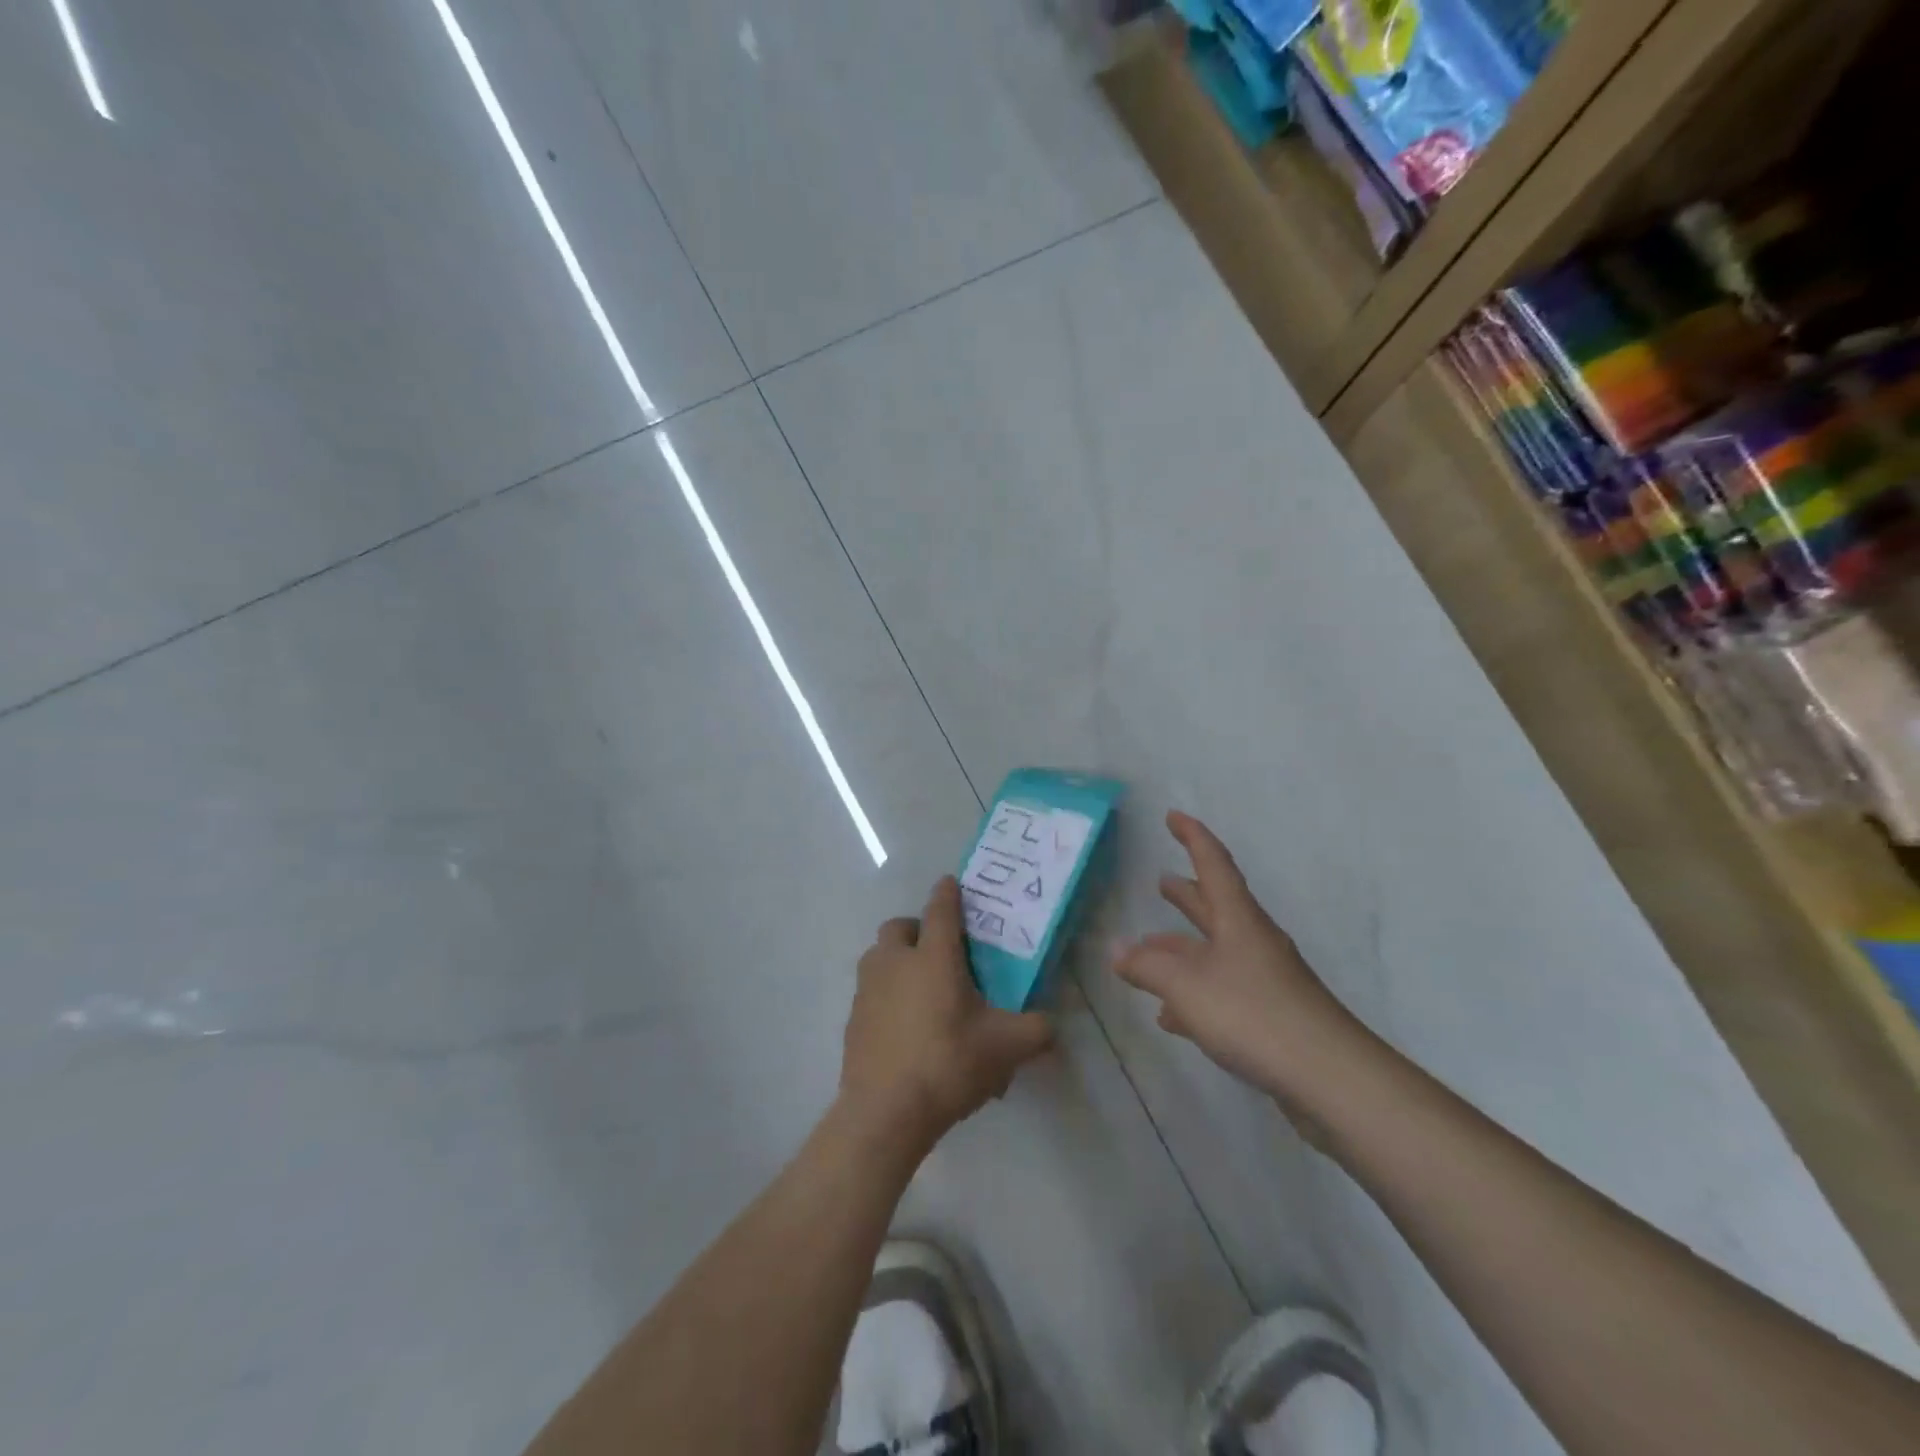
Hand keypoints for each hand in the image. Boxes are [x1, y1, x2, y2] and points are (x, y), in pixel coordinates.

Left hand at [840, 877, 1054, 1153]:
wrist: (885, 1111)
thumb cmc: (948, 1064)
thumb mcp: (1006, 1048)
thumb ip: (1036, 1030)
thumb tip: (1052, 1025)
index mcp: (933, 957)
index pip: (940, 909)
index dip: (948, 893)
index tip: (951, 883)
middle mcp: (895, 962)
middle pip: (900, 927)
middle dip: (918, 929)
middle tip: (940, 953)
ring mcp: (868, 989)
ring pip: (880, 957)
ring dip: (898, 960)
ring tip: (922, 989)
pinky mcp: (853, 1018)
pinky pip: (871, 992)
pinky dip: (886, 996)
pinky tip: (905, 1027)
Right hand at [1112, 812, 1367, 1102]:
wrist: (1330, 1079)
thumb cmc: (1253, 1015)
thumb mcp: (1187, 986)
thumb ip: (1147, 966)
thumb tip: (1117, 948)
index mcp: (1238, 920)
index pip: (1213, 864)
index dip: (1192, 837)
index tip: (1173, 816)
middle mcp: (1253, 942)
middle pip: (1215, 907)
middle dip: (1187, 895)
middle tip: (1162, 882)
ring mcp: (1264, 980)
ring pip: (1215, 953)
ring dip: (1183, 948)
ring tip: (1151, 949)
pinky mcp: (1269, 1018)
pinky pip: (1221, 993)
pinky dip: (1193, 996)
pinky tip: (1170, 1016)